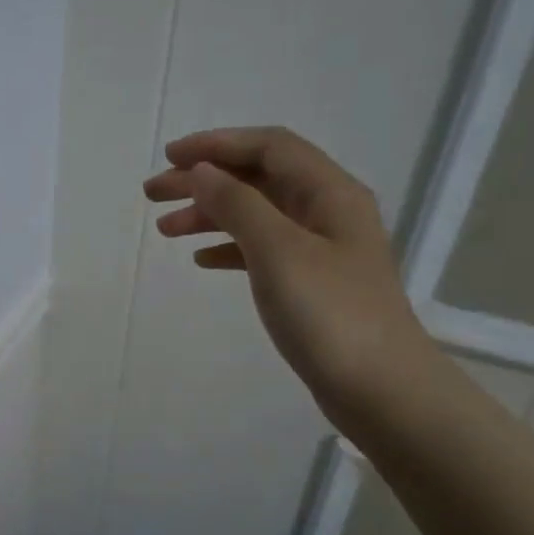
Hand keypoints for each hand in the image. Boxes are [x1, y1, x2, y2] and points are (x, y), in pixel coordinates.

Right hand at [143, 126, 437, 424]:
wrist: (380, 390)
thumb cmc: (329, 313)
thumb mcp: (277, 250)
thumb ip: (237, 204)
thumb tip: (202, 171)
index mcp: (329, 192)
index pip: (268, 147)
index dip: (217, 144)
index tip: (169, 158)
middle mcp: (327, 211)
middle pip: (258, 178)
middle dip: (205, 180)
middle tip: (153, 194)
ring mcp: (321, 249)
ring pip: (256, 215)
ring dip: (210, 215)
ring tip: (165, 230)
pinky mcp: (311, 283)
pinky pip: (262, 250)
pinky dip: (229, 248)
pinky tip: (201, 260)